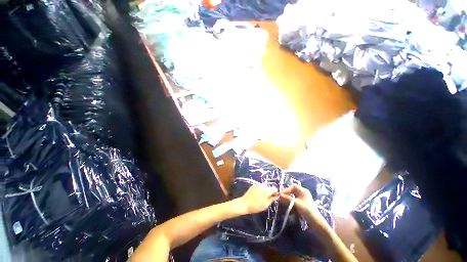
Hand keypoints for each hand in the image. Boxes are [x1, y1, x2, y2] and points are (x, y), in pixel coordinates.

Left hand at [238, 184, 277, 213]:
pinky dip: (260, 190)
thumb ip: (272, 199)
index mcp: (267, 190)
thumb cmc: (256, 206)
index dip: (275, 193)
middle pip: (269, 187)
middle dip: (270, 192)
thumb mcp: (266, 205)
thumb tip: (275, 196)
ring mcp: (257, 184)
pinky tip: (257, 195)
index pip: (274, 188)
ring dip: (265, 191)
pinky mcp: (253, 185)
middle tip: (267, 199)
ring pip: (264, 187)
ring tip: (262, 198)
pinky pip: (259, 187)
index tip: (274, 197)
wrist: (245, 203)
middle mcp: (263, 185)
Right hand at [281, 184, 325, 226]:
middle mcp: (303, 193)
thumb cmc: (306, 210)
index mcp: (303, 190)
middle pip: (293, 190)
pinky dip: (291, 200)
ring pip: (294, 195)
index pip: (293, 186)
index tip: (282, 193)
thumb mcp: (296, 203)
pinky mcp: (303, 203)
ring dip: (289, 197)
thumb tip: (279, 195)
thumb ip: (287, 198)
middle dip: (287, 193)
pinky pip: (295, 199)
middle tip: (282, 196)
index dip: (287, 189)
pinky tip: (288, 203)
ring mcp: (304, 198)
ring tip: (284, 200)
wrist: (315, 221)